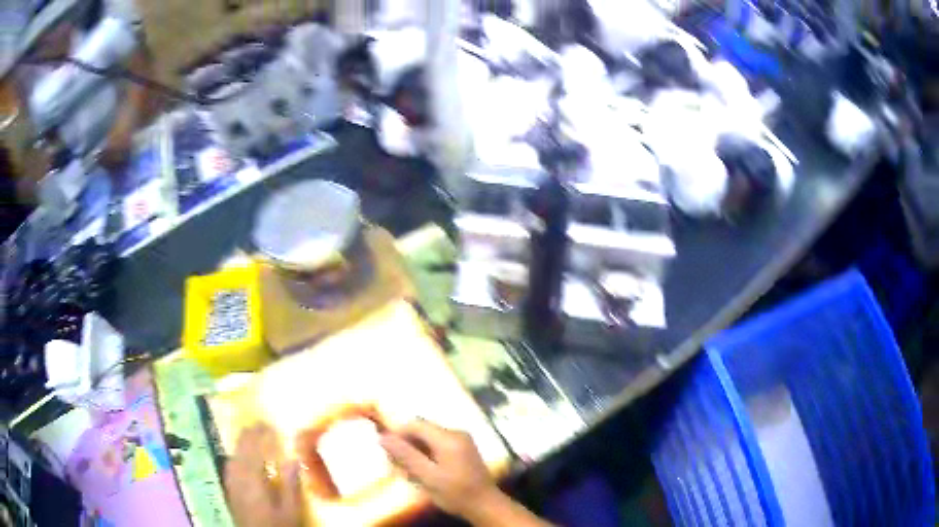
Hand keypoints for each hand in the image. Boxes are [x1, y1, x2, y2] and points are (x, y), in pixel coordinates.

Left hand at [223, 423, 303, 526]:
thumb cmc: (278, 525)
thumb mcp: (291, 510)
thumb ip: (291, 485)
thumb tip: (293, 459)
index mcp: (254, 480)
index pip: (254, 450)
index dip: (260, 435)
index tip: (268, 424)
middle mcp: (239, 478)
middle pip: (240, 451)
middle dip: (248, 436)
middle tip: (258, 425)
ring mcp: (231, 484)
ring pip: (232, 457)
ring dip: (239, 444)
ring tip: (248, 437)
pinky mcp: (230, 492)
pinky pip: (229, 467)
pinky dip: (234, 456)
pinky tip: (237, 458)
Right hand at [380, 420, 498, 517]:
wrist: (486, 505)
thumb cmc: (456, 493)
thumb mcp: (428, 477)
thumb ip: (406, 456)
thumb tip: (383, 438)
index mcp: (448, 438)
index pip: (415, 424)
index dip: (398, 434)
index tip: (387, 451)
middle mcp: (456, 433)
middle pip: (423, 430)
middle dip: (407, 445)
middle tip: (397, 465)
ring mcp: (462, 441)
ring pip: (430, 439)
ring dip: (416, 452)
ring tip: (409, 472)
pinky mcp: (464, 449)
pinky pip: (439, 445)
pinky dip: (428, 455)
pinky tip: (424, 472)